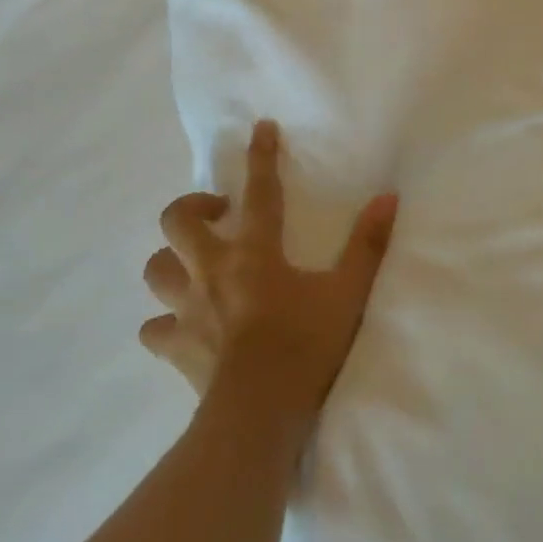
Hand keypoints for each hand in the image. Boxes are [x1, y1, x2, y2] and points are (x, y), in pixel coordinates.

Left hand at [141, 120, 397, 422]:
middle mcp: (212, 270)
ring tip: (196, 266)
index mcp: (255, 252)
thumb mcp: (348, 292)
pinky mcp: (175, 347)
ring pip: (157, 269)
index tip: (260, 128)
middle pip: (178, 221)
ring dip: (172, 261)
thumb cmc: (306, 346)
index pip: (260, 192)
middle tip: (219, 215)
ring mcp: (187, 309)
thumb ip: (367, 244)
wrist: (260, 413)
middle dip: (192, 207)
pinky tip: (181, 325)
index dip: (261, 156)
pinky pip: (154, 328)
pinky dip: (163, 321)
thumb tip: (388, 197)